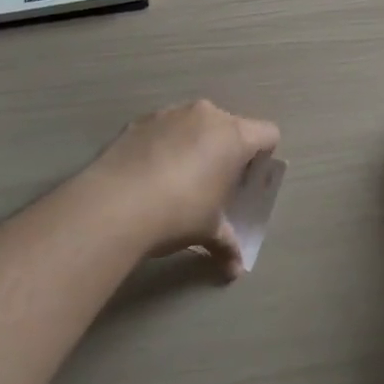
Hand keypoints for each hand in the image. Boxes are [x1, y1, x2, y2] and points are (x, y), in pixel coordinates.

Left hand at [83, 101, 280, 278]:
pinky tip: (150, 174)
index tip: (248, 181)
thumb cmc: (179, 212)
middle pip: (231, 126)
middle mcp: (207, 115)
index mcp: (234, 136)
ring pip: (196, 123)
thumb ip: (227, 245)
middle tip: (214, 184)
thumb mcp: (208, 231)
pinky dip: (164, 144)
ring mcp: (172, 112)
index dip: (263, 156)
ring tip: (178, 179)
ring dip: (195, 143)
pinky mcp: (141, 119)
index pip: (268, 134)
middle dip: (227, 151)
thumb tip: (235, 271)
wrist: (116, 203)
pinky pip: (164, 128)